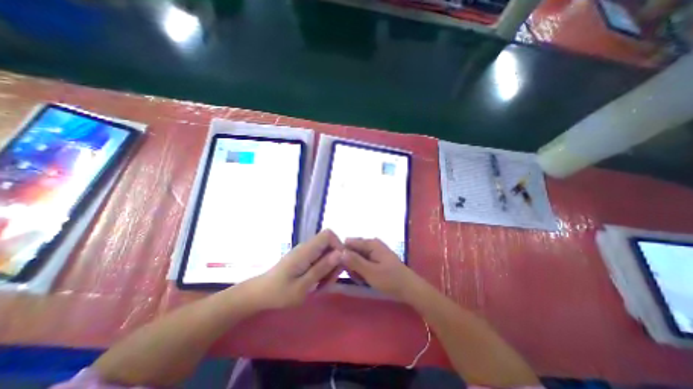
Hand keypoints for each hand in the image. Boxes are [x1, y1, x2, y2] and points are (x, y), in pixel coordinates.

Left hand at [251, 230, 344, 307]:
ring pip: (327, 253)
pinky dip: (323, 270)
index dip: (338, 246)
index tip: (339, 265)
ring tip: (320, 286)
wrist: (260, 294)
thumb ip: (321, 268)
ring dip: (329, 268)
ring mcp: (306, 252)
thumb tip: (340, 253)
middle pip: (330, 245)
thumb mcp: (303, 286)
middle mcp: (307, 247)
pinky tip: (316, 284)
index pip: (328, 235)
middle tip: (327, 282)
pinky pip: (320, 259)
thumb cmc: (279, 293)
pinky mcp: (305, 258)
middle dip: (335, 262)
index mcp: (306, 250)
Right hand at [343, 238, 422, 300]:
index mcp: (371, 243)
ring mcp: (375, 251)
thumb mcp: (370, 272)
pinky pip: (363, 262)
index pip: (349, 242)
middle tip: (355, 276)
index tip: (341, 267)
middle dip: (350, 263)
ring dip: (356, 268)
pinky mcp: (377, 259)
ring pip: (357, 257)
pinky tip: (365, 279)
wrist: (409, 288)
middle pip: (352, 250)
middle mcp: (372, 244)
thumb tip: (339, 252)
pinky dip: (362, 270)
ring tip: (361, 279)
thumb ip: (354, 261)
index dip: (342, 253)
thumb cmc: (390, 280)